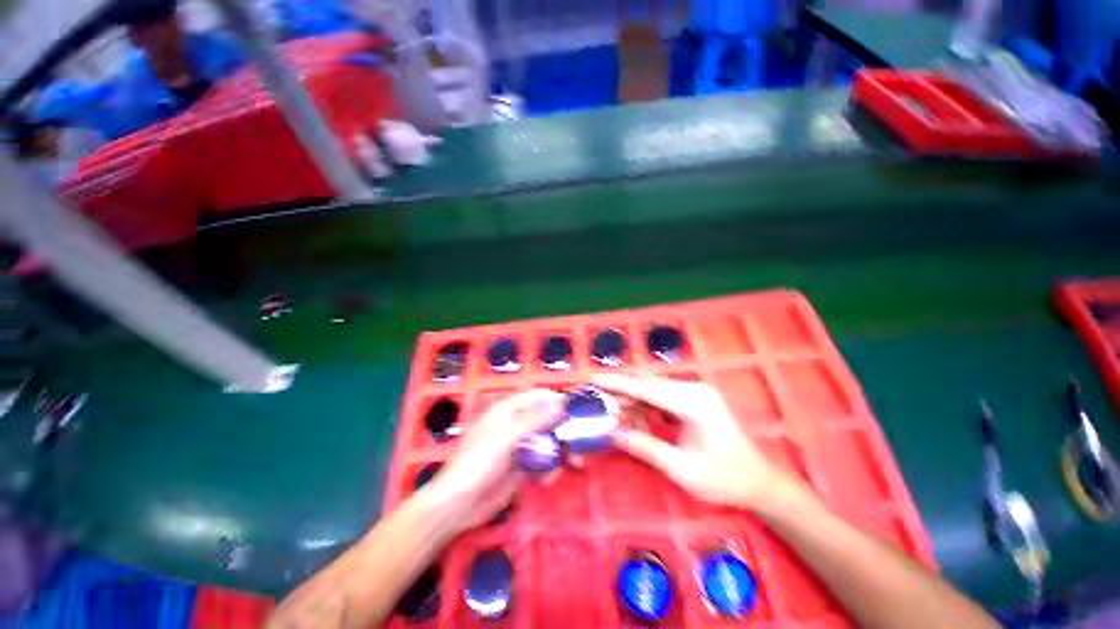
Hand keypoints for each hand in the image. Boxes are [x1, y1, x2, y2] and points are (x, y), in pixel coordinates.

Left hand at [428, 389, 563, 529]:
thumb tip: (559, 403)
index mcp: (506, 411)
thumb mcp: (506, 437)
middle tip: (581, 439)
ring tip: (576, 463)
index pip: (536, 397)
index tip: (576, 407)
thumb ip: (534, 419)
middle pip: (545, 420)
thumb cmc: (478, 463)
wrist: (458, 507)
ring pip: (547, 442)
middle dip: (563, 429)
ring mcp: (518, 448)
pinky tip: (549, 479)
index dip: (555, 399)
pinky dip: (549, 469)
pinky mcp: (521, 469)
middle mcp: (514, 426)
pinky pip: (542, 463)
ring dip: (561, 451)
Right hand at [594, 374, 795, 510]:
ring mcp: (695, 393)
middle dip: (622, 394)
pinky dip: (646, 407)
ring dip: (633, 402)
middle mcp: (693, 389)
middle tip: (600, 405)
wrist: (759, 483)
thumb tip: (612, 433)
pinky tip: (636, 420)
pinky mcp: (694, 400)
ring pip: (653, 390)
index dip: (617, 384)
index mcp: (693, 402)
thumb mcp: (680, 468)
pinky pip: (662, 398)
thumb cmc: (723, 479)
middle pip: (648, 385)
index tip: (594, 380)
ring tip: (615, 417)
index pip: (646, 388)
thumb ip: (644, 446)